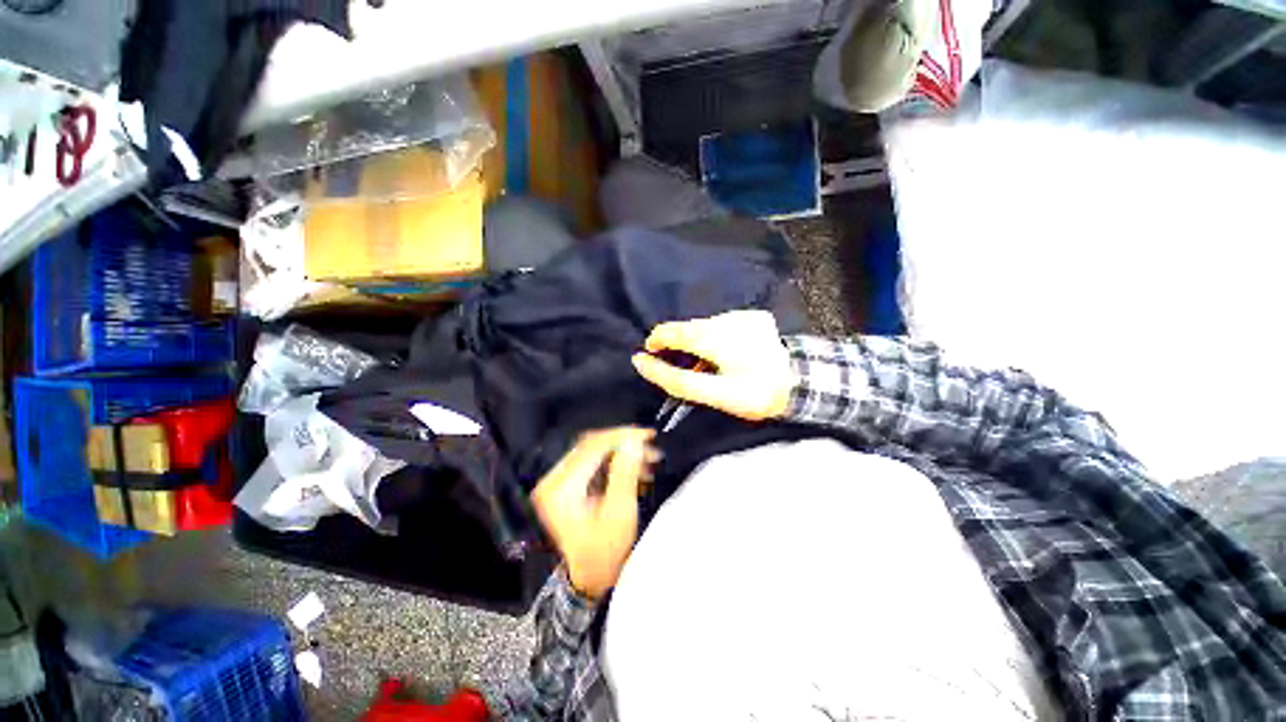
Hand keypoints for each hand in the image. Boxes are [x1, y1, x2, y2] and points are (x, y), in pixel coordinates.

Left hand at [531, 428, 656, 599]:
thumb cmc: (604, 552)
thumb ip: (625, 474)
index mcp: (560, 488)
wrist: (590, 577)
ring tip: (646, 459)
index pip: (592, 448)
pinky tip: (634, 467)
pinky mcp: (568, 483)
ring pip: (594, 452)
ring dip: (621, 452)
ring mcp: (559, 481)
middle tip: (649, 445)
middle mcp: (554, 480)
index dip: (621, 437)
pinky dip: (615, 461)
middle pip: (591, 446)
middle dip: (623, 443)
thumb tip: (633, 442)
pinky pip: (593, 461)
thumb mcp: (618, 513)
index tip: (646, 435)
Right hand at [631, 310, 795, 420]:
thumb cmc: (754, 393)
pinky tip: (730, 354)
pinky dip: (719, 338)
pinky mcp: (754, 316)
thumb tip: (640, 362)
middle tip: (688, 368)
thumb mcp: (711, 394)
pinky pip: (724, 325)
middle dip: (681, 346)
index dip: (657, 341)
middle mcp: (725, 319)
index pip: (670, 332)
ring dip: (700, 342)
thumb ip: (674, 378)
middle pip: (688, 328)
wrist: (802, 384)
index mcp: (712, 337)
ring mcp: (742, 315)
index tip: (653, 355)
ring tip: (710, 364)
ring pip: (706, 326)